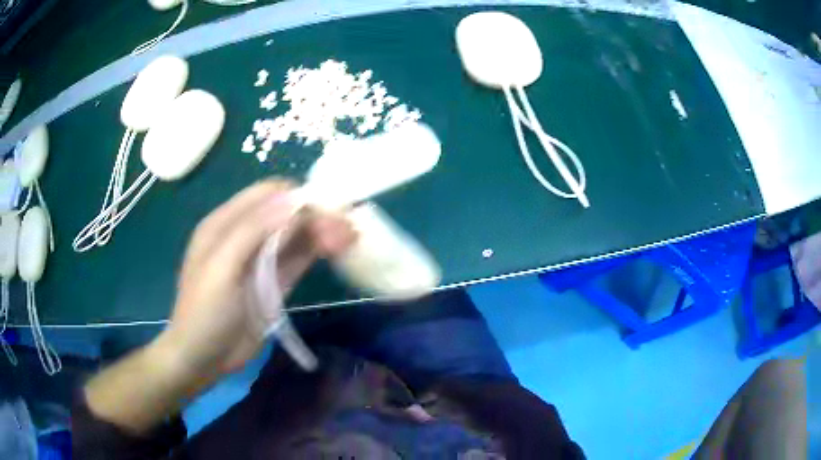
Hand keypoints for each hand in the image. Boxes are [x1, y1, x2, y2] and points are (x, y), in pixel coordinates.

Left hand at [84, 179, 355, 434]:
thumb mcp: (221, 267)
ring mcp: (260, 260)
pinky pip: (298, 260)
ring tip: (350, 236)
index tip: (326, 205)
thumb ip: (253, 230)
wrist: (204, 358)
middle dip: (315, 215)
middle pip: (285, 214)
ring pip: (295, 236)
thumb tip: (293, 200)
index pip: (266, 194)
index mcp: (225, 223)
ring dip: (321, 232)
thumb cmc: (204, 311)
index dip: (297, 195)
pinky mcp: (274, 283)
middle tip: (346, 227)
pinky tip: (338, 249)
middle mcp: (244, 235)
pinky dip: (317, 252)